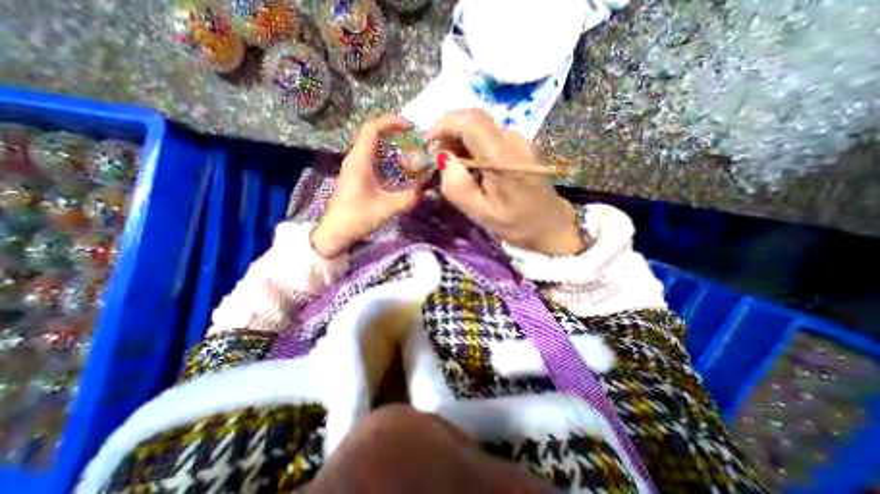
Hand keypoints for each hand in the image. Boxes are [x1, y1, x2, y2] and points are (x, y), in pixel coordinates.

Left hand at [312, 113, 426, 257]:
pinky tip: (396, 164)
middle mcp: (354, 157)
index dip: (392, 122)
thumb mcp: (388, 208)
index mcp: (360, 161)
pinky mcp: (354, 172)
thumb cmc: (359, 218)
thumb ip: (410, 196)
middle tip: (414, 138)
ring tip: (408, 148)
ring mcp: (352, 164)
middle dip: (394, 130)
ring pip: (370, 142)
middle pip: (372, 131)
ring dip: (389, 141)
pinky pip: (369, 153)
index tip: (412, 128)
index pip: (373, 127)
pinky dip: (384, 152)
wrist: (335, 231)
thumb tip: (428, 185)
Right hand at [426, 109, 581, 256]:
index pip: (470, 121)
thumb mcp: (482, 214)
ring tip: (456, 166)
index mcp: (503, 158)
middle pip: (474, 118)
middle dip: (449, 132)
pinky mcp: (520, 145)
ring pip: (481, 125)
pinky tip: (473, 166)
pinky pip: (490, 135)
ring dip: (460, 139)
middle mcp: (514, 140)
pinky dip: (473, 144)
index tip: (428, 143)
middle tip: (440, 159)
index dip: (443, 124)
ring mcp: (520, 140)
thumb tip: (443, 158)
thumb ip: (459, 188)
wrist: (550, 225)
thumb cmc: (516, 224)